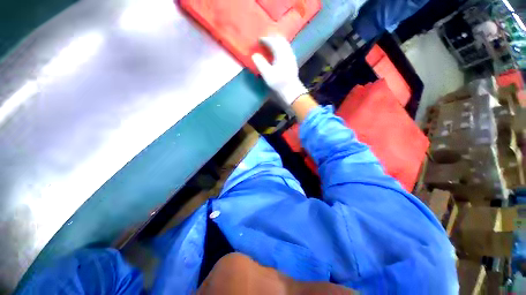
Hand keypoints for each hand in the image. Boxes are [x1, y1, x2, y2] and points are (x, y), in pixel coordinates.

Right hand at [252, 35, 307, 104]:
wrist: (292, 91)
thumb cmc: (279, 83)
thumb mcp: (267, 74)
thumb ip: (260, 63)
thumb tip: (255, 55)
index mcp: (281, 53)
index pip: (273, 41)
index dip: (265, 39)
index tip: (258, 40)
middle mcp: (287, 52)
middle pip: (280, 39)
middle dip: (272, 38)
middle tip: (265, 40)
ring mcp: (291, 56)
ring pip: (285, 44)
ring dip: (277, 42)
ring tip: (271, 45)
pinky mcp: (293, 62)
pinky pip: (287, 49)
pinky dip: (281, 47)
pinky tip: (278, 53)